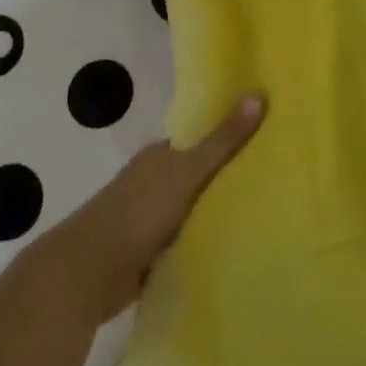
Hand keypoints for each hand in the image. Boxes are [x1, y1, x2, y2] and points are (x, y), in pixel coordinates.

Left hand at [34, 97, 264, 323]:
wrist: (89, 271)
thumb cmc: (139, 211)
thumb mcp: (187, 171)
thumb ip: (222, 141)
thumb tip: (258, 95)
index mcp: (160, 155)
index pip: (201, 139)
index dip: (230, 137)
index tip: (267, 140)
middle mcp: (153, 181)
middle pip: (198, 174)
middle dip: (228, 178)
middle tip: (275, 180)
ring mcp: (149, 218)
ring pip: (192, 209)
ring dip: (216, 213)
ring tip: (264, 213)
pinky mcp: (149, 253)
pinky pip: (185, 241)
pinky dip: (203, 242)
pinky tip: (233, 246)